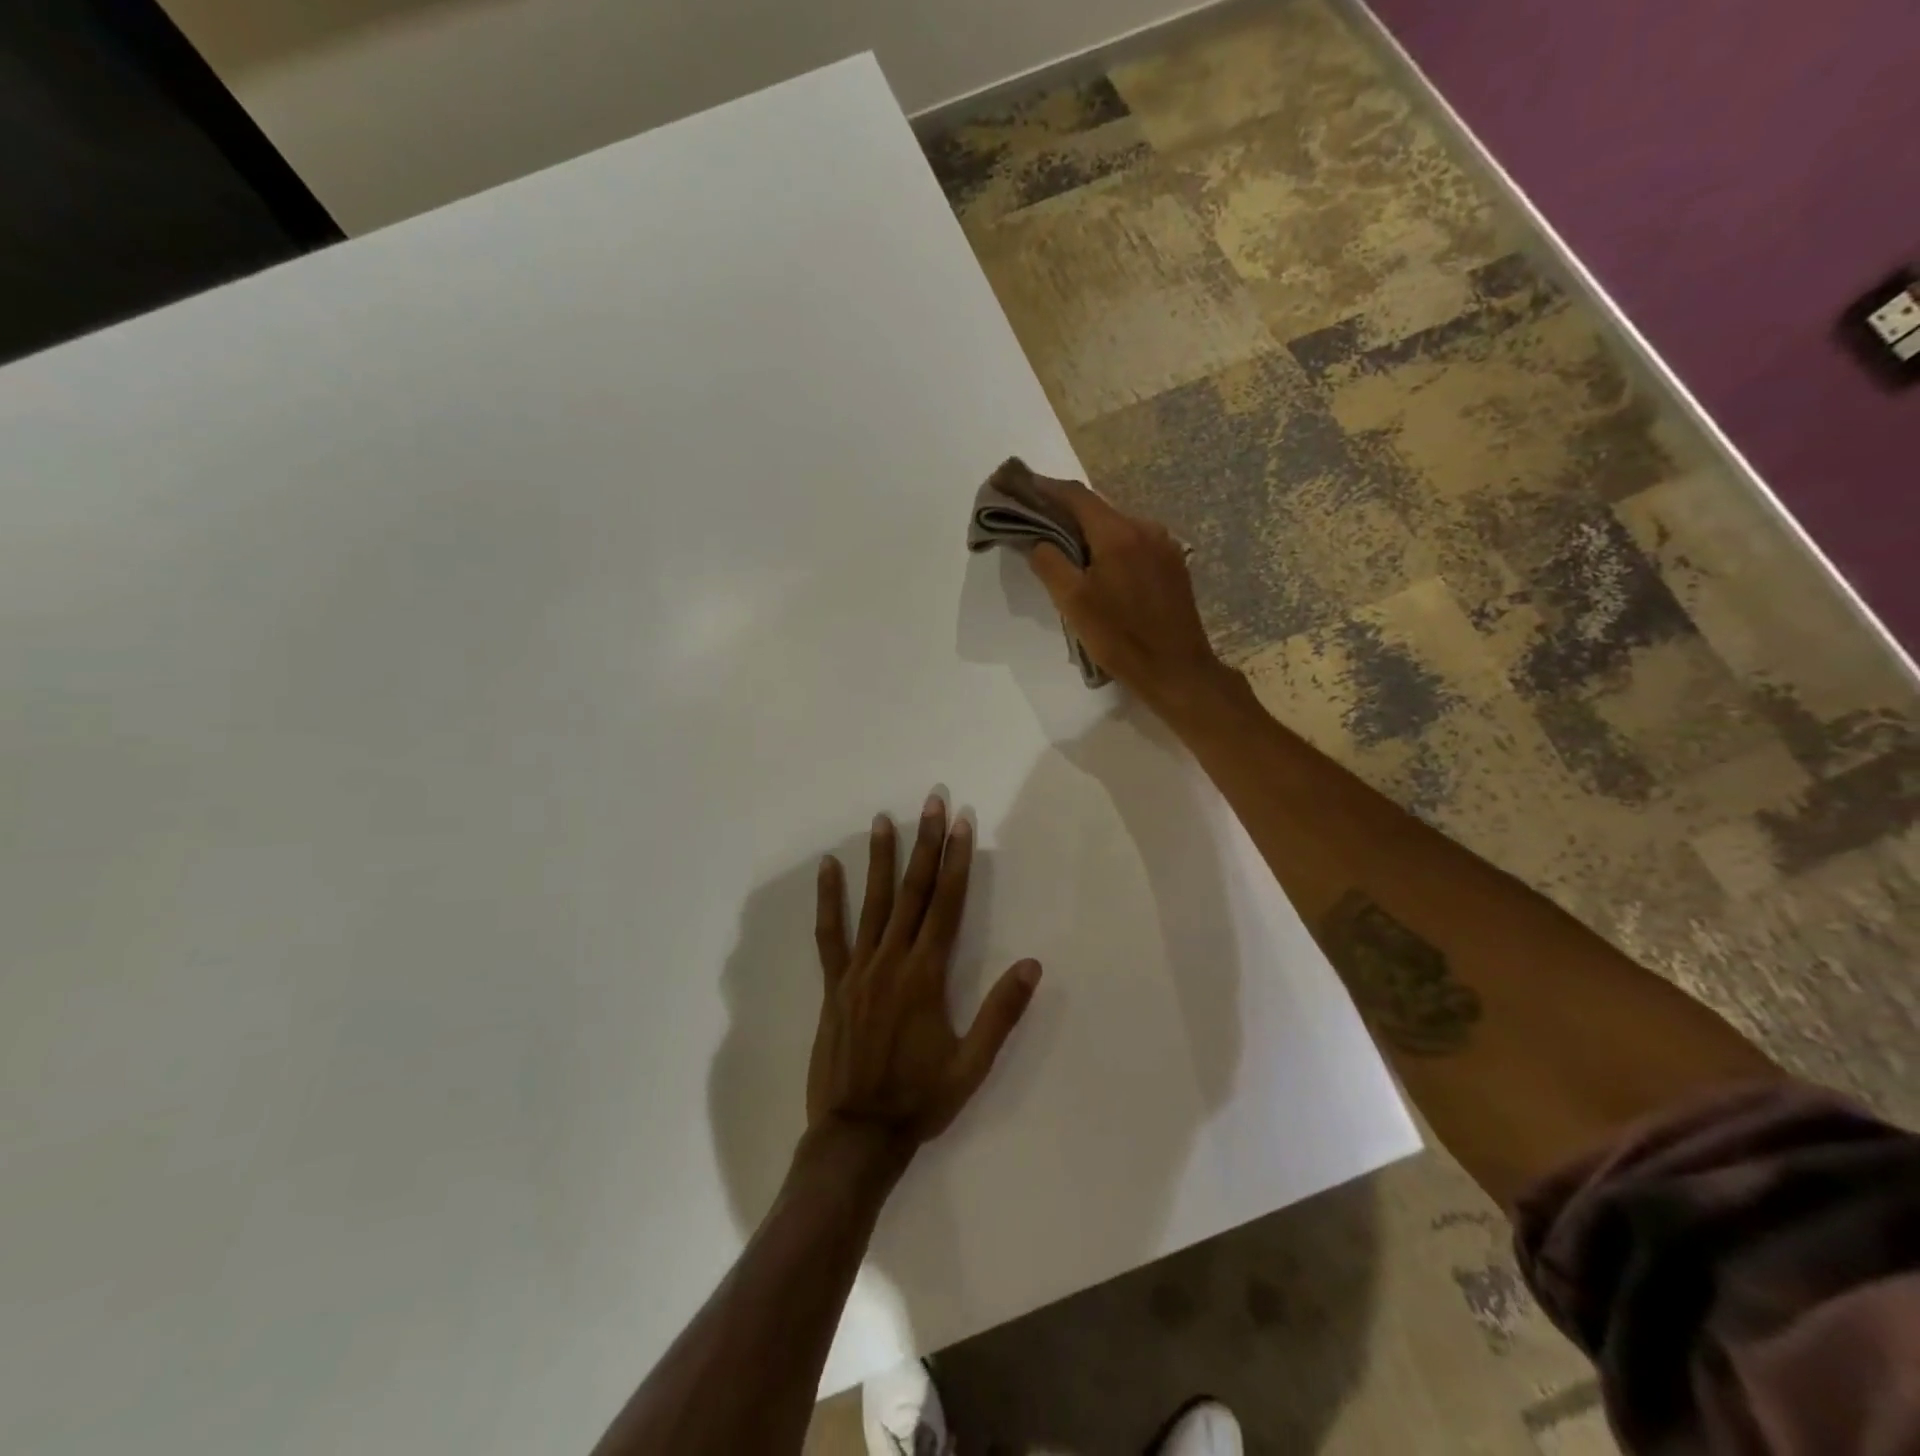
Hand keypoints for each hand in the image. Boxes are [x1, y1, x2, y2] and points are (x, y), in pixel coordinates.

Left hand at [809, 795, 1040, 1151]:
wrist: (857, 1135)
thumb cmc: (920, 1100)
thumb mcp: (972, 1065)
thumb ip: (1001, 1013)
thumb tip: (1032, 965)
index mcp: (926, 976)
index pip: (946, 905)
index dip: (955, 862)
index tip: (961, 824)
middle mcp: (891, 962)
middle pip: (912, 892)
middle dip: (925, 844)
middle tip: (931, 802)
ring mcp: (857, 970)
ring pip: (872, 903)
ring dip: (881, 859)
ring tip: (884, 820)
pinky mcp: (834, 984)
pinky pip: (829, 934)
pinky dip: (829, 899)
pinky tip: (828, 868)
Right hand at [1022, 475, 1229, 714]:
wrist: (1176, 669)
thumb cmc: (1120, 637)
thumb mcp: (1073, 602)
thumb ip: (1050, 564)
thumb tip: (1039, 541)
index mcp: (1118, 533)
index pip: (1076, 496)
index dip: (1045, 487)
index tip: (1021, 484)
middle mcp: (1145, 528)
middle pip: (1098, 510)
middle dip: (1066, 512)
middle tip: (1038, 520)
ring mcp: (1164, 545)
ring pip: (1117, 527)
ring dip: (1090, 532)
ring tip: (1067, 549)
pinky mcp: (1174, 564)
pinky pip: (1135, 544)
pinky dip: (1111, 547)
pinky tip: (1101, 569)